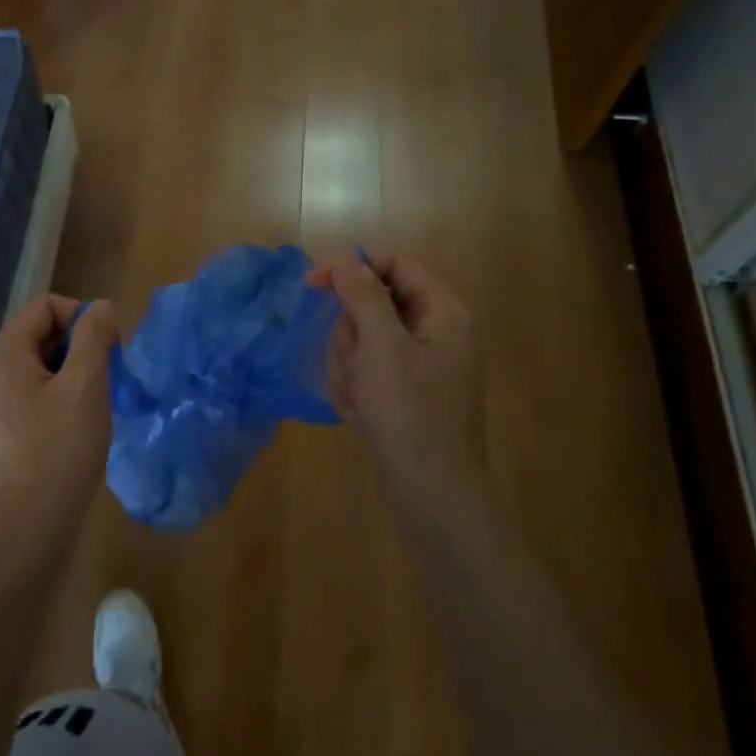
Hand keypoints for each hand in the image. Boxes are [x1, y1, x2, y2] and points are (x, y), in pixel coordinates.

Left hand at [0, 295, 119, 556]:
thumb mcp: (85, 387)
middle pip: (42, 334)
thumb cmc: (59, 451)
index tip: (111, 347)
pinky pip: (38, 397)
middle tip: (111, 377)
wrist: (27, 530)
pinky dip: (64, 399)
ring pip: (43, 368)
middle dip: (81, 346)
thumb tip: (101, 306)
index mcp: (4, 354)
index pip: (45, 306)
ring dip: (77, 375)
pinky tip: (83, 427)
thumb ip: (94, 338)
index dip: (82, 315)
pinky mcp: (6, 432)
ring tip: (100, 404)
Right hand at [308, 254, 486, 503]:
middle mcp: (435, 334)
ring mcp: (419, 368)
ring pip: (363, 343)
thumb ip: (363, 295)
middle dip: (352, 335)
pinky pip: (366, 374)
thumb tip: (346, 258)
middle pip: (373, 306)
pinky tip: (360, 415)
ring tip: (359, 399)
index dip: (353, 269)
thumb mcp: (382, 347)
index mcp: (443, 313)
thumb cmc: (410, 415)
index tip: (312, 284)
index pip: (394, 266)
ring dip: (349, 367)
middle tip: (357, 366)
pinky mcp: (403, 397)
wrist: (431, 497)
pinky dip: (355, 390)